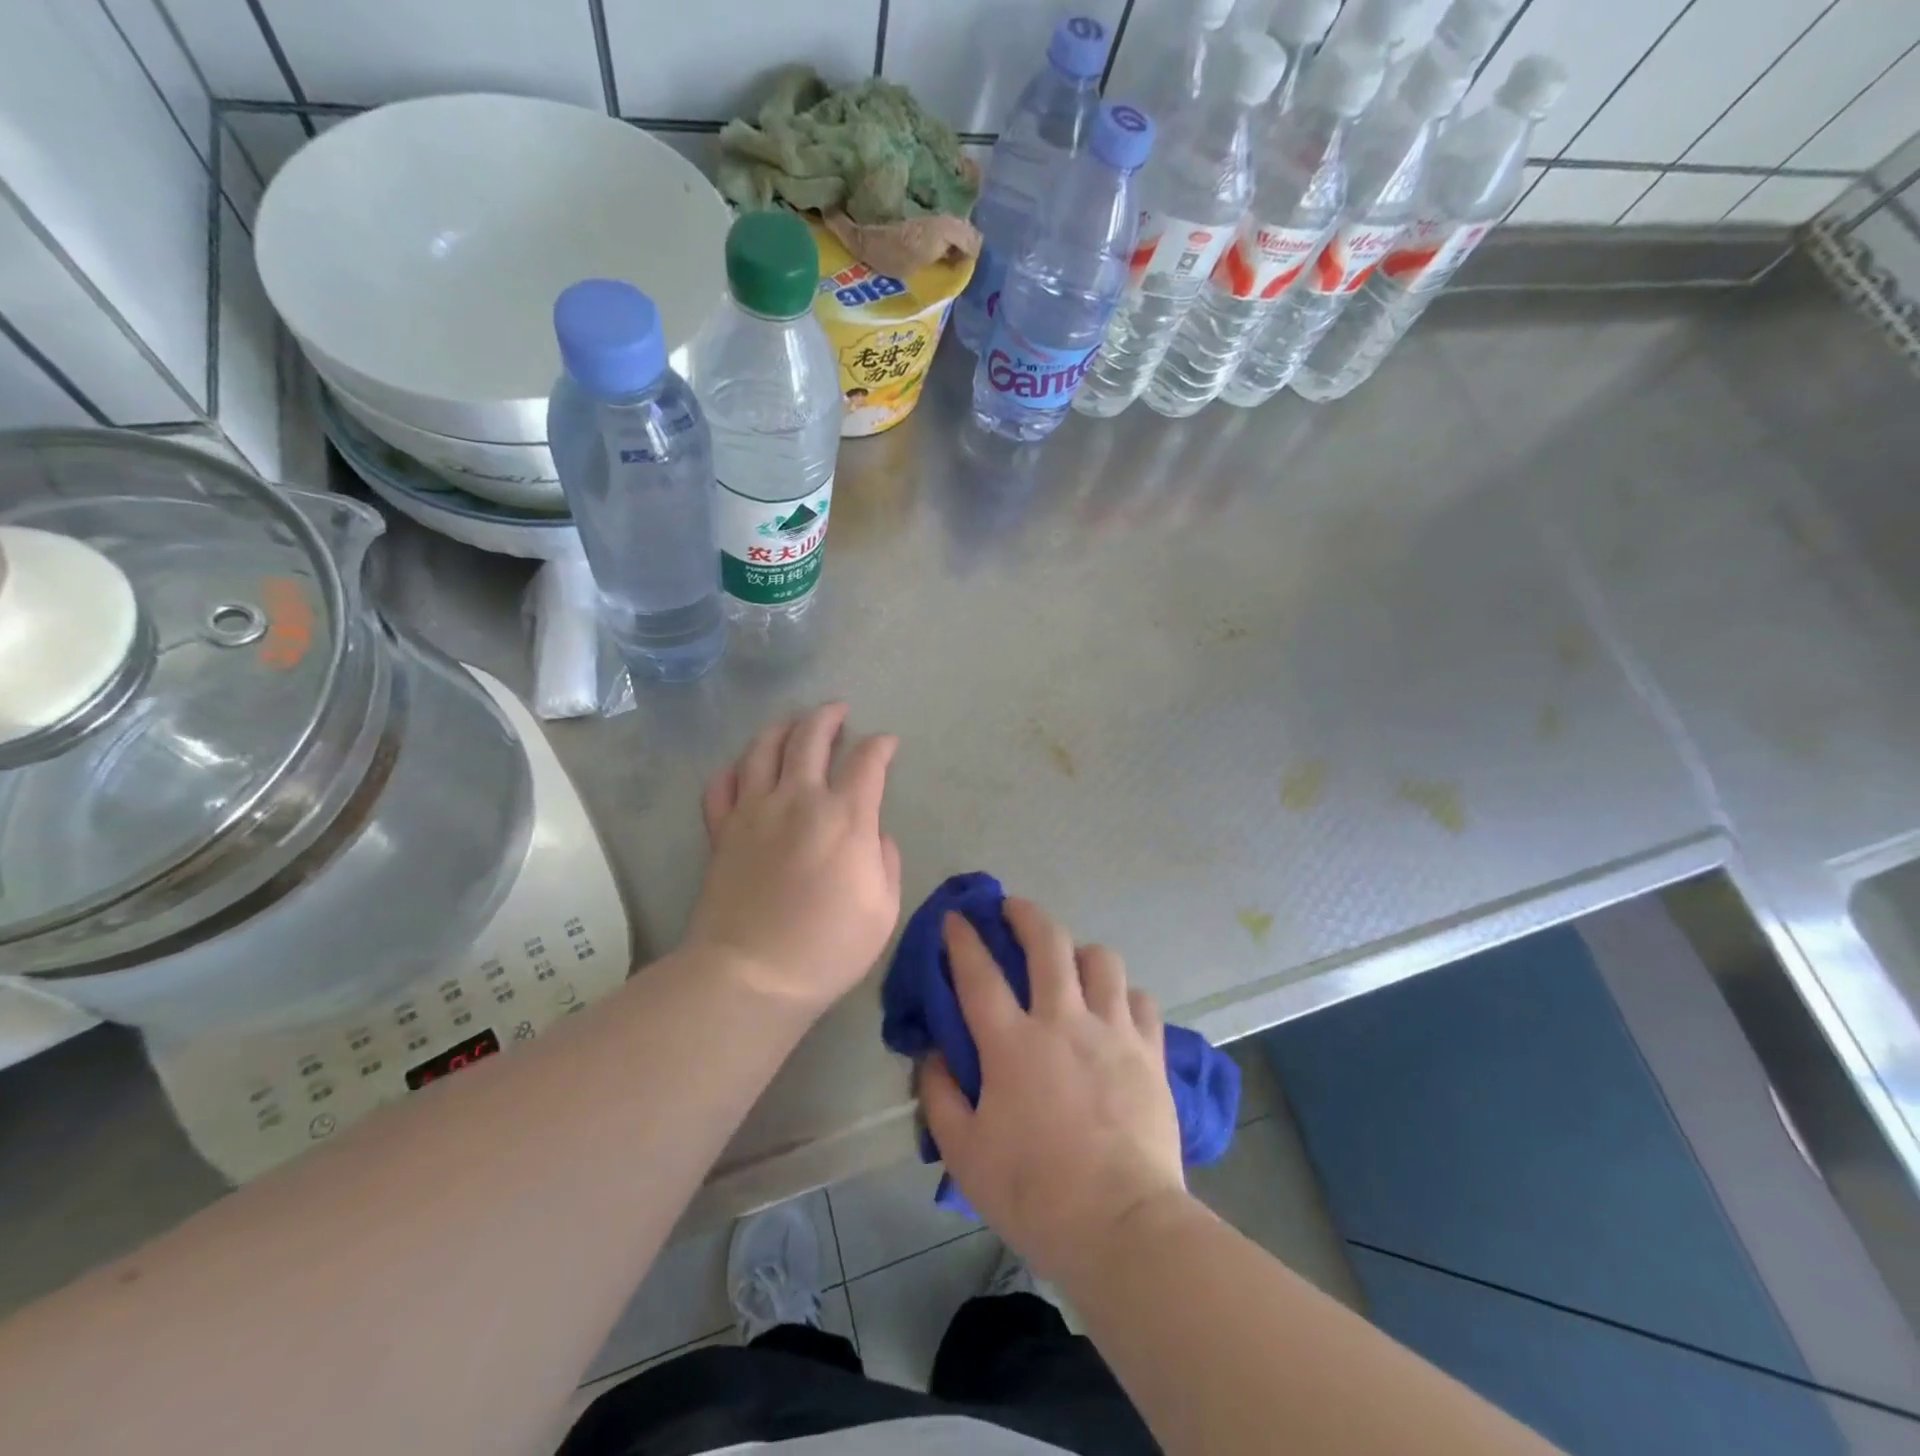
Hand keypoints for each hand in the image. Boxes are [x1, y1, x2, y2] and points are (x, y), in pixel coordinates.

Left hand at [688, 703, 901, 1015]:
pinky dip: (735, 769)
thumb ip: (886, 861)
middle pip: (811, 736)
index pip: (867, 760)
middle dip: (828, 716)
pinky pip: (722, 784)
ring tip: (794, 724)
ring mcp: (753, 811)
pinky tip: (745, 769)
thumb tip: (874, 835)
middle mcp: (798, 799)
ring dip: (783, 727)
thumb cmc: (828, 947)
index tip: (887, 743)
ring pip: (763, 747)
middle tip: (838, 711)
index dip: (881, 745)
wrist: (753, 974)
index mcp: (845, 817)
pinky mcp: (722, 830)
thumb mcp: (884, 909)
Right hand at [918, 898, 1188, 1283]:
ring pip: (1101, 959)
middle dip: (1025, 914)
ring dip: (1080, 951)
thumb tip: (932, 1055)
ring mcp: (1112, 1030)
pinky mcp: (1150, 1050)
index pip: (979, 973)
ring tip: (1071, 962)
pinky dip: (1124, 995)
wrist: (1122, 1225)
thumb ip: (940, 1096)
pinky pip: (1140, 999)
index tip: (955, 917)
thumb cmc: (1034, 1193)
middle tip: (1013, 908)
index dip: (963, 939)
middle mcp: (1063, 1020)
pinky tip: (1115, 1009)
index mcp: (1012, 1043)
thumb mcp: (965, 1154)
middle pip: (1047, 942)